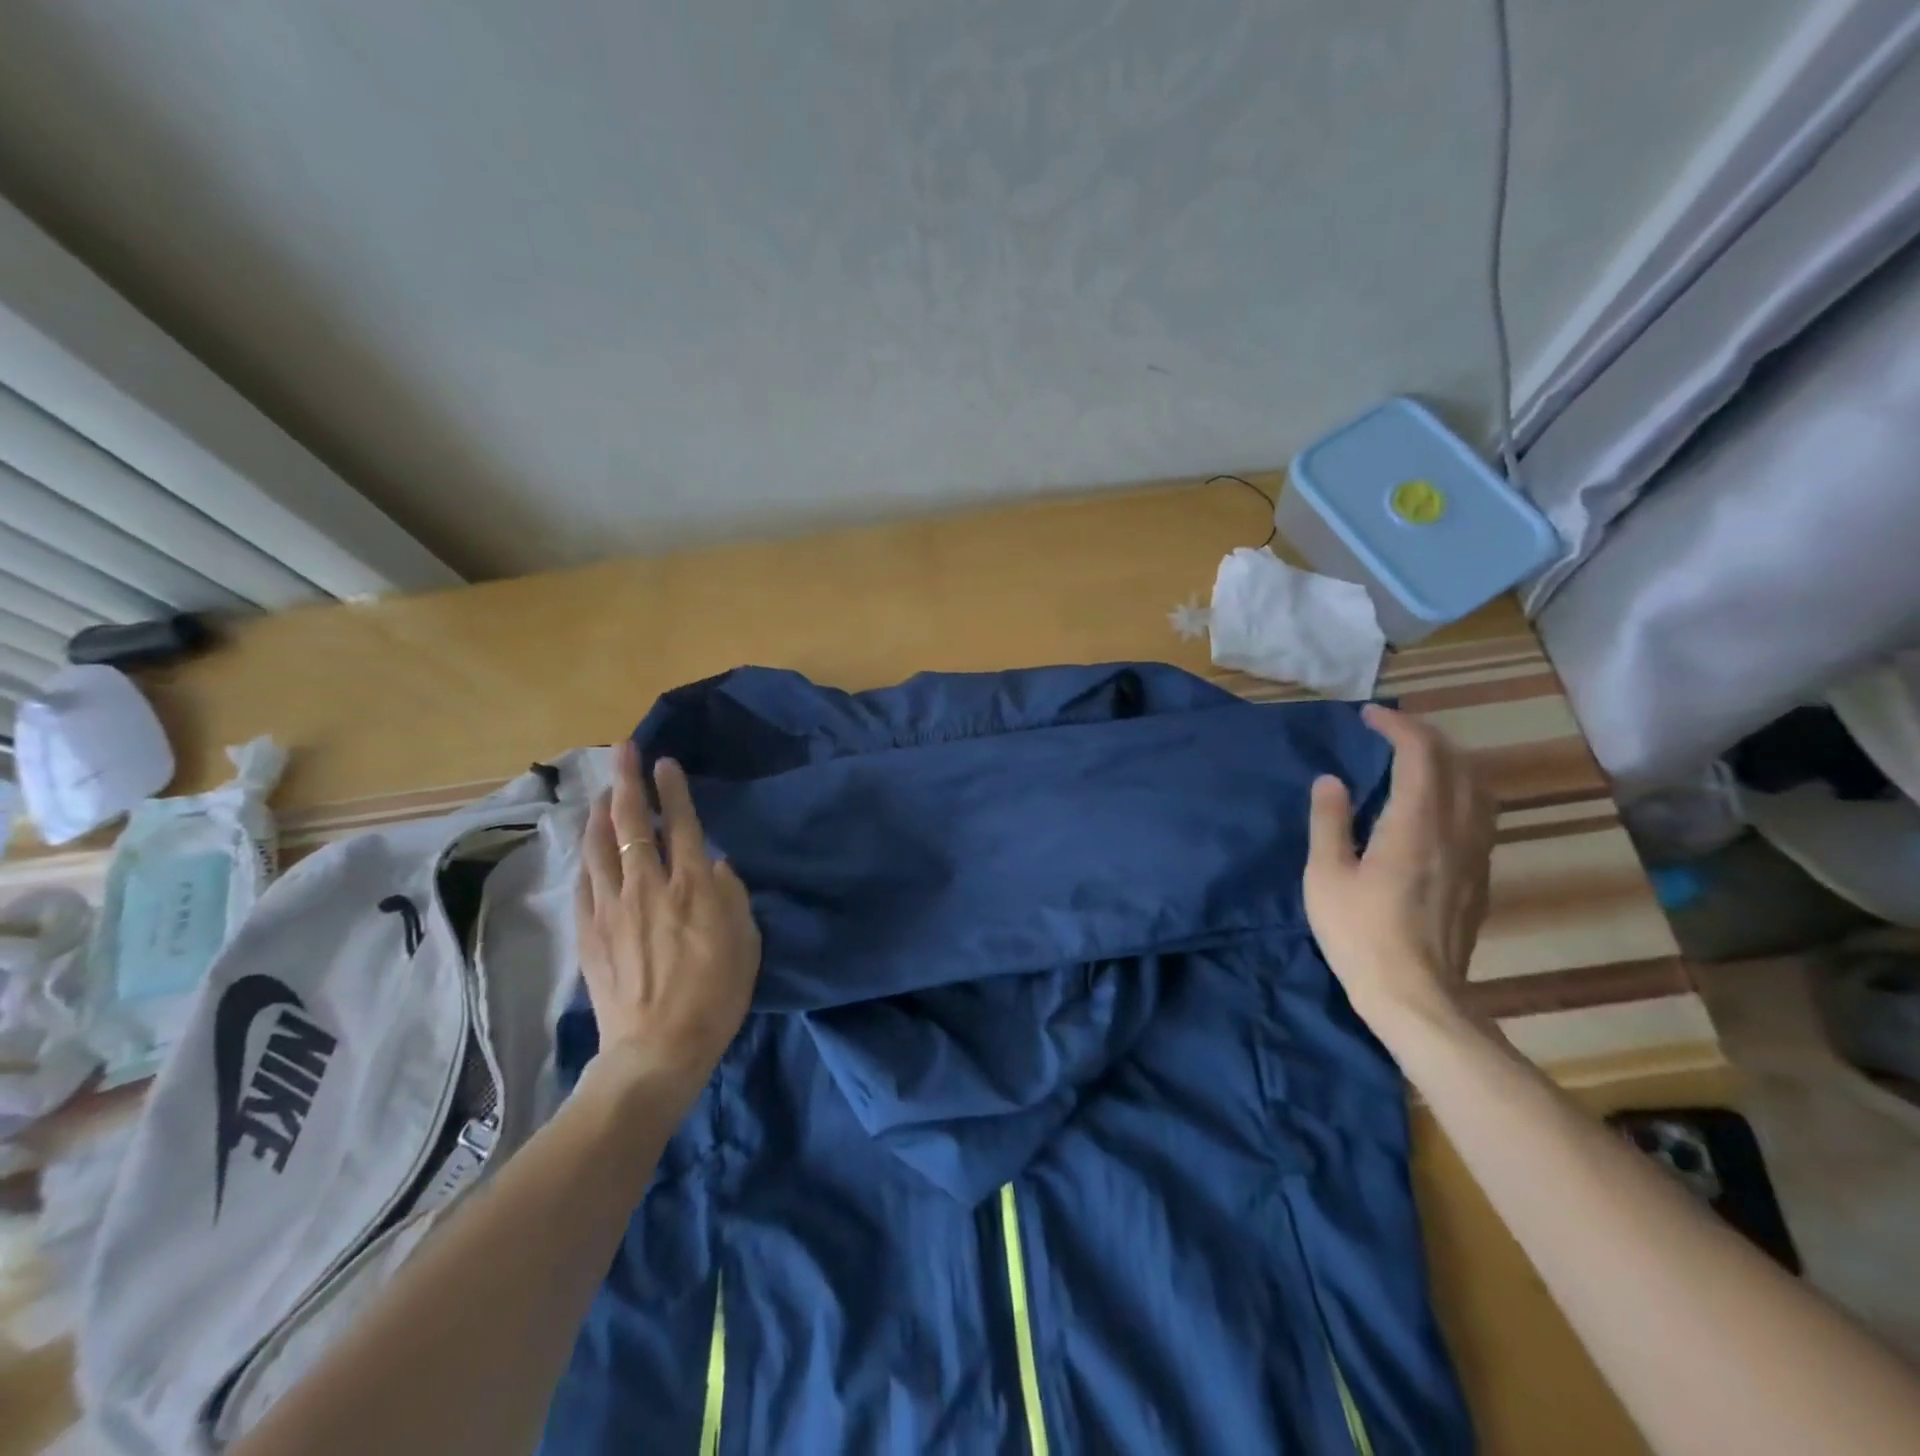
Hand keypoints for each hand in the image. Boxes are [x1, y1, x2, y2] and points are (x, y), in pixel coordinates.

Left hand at [576, 742, 761, 1097]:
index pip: (680, 823)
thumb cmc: (716, 994)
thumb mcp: (746, 941)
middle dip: (626, 781)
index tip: (663, 762)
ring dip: (599, 812)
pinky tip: (586, 846)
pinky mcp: (589, 932)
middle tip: (622, 750)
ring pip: (599, 846)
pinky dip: (585, 856)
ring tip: (600, 791)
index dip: (671, 789)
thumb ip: (733, 895)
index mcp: (692, 886)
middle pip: (631, 823)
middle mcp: (648, 886)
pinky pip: (583, 882)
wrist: (659, 1048)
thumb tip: (717, 865)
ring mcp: (612, 908)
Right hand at [1304, 704, 1494, 1035]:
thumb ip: (1329, 822)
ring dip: (1449, 761)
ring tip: (1417, 758)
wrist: (1416, 996)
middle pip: (1457, 764)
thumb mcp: (1325, 875)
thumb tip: (1332, 780)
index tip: (1369, 716)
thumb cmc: (1359, 934)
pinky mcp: (1479, 876)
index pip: (1420, 755)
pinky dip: (1459, 789)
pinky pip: (1480, 814)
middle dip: (1426, 736)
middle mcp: (1455, 831)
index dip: (1398, 727)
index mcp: (1415, 825)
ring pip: (1478, 788)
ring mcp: (1474, 855)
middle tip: (1390, 730)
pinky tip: (1436, 803)